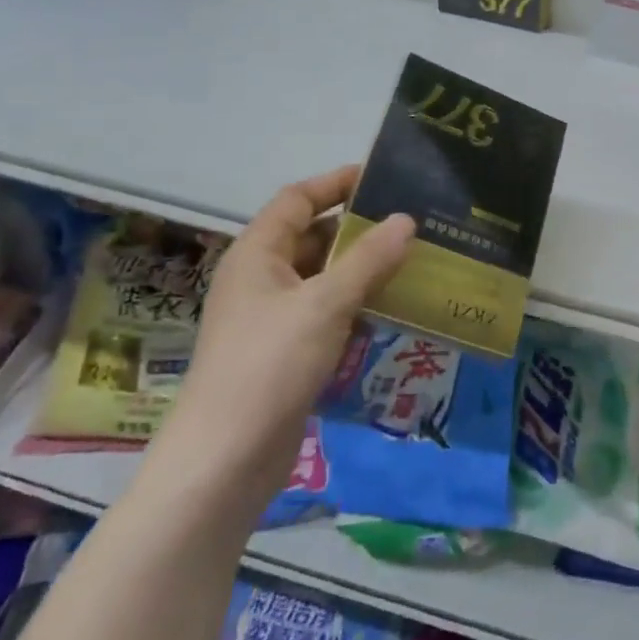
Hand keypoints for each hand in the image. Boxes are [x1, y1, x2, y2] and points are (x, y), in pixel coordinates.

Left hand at [149, 166, 414, 511]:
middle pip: (312, 237)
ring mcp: (271, 318)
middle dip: (359, 229)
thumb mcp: (324, 305)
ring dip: (363, 269)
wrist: (225, 461)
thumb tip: (406, 219)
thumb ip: (368, 260)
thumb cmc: (268, 366)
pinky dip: (357, 305)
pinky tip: (392, 310)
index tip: (383, 178)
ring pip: (323, 278)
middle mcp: (261, 279)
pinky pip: (326, 313)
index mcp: (257, 255)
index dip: (336, 183)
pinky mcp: (285, 352)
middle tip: (412, 224)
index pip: (297, 200)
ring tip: (413, 262)